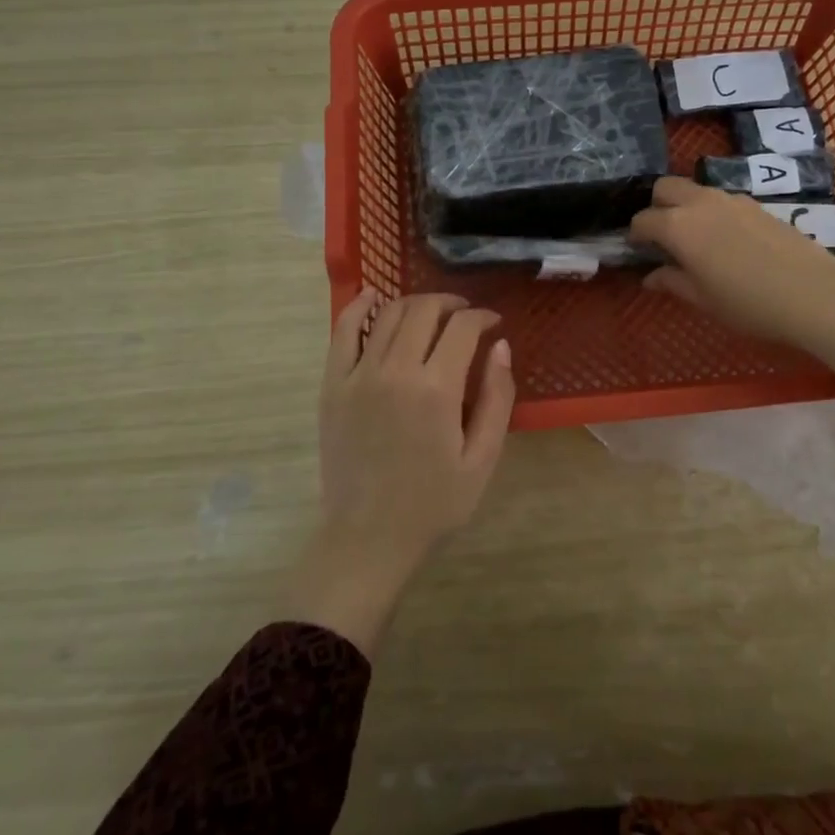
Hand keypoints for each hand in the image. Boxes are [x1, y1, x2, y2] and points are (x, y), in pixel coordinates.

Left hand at [286, 290, 515, 654]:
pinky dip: (359, 307)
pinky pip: (343, 331)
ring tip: (431, 314)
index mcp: (437, 389)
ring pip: (388, 314)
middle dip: (451, 304)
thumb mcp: (483, 458)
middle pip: (425, 310)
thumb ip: (498, 398)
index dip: (483, 317)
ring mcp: (358, 375)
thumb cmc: (434, 503)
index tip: (493, 324)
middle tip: (466, 316)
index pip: (463, 327)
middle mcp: (396, 371)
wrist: (369, 537)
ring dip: (415, 303)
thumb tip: (501, 346)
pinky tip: (373, 297)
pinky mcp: (333, 385)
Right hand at [628, 177, 834, 377]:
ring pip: (695, 189)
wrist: (815, 294)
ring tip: (694, 238)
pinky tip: (725, 239)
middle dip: (656, 206)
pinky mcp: (756, 204)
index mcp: (679, 226)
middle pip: (665, 187)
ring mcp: (731, 199)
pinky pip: (720, 199)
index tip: (637, 250)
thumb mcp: (703, 299)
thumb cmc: (749, 303)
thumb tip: (650, 277)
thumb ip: (672, 282)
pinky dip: (711, 211)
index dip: (635, 235)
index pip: (643, 220)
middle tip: (662, 236)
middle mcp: (700, 203)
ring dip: (685, 206)